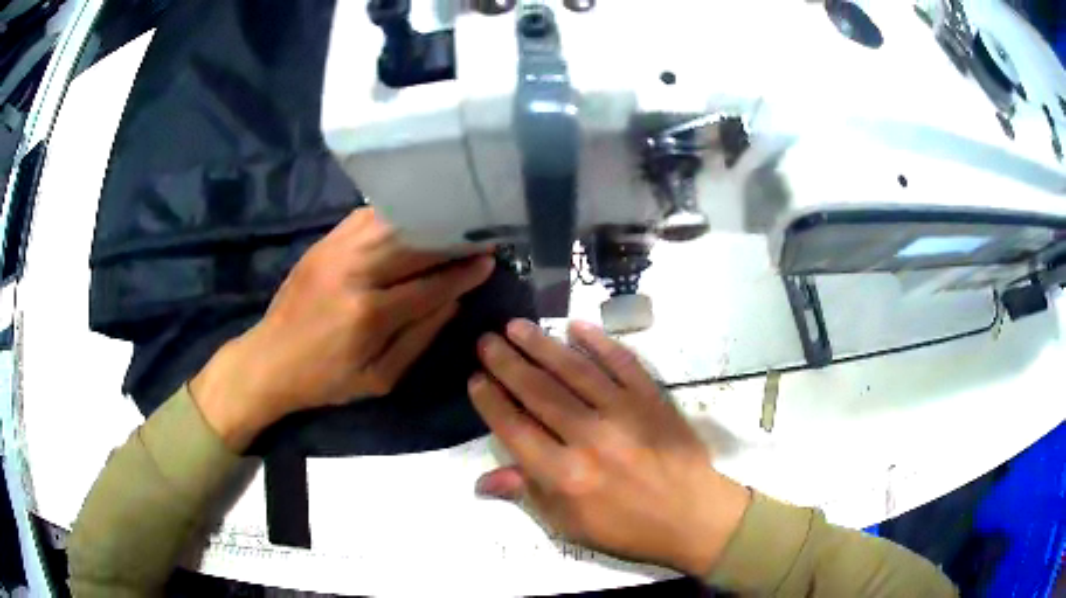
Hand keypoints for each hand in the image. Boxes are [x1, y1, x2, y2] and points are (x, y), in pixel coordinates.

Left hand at [191, 208, 494, 450]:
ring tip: (452, 221)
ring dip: (427, 220)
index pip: (430, 285)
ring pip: (393, 223)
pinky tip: (412, 217)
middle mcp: (354, 273)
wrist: (270, 360)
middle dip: (452, 237)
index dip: (463, 272)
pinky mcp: (323, 243)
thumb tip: (453, 301)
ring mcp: (335, 251)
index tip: (489, 260)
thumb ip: (419, 339)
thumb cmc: (326, 380)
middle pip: (414, 244)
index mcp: (369, 315)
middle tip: (479, 232)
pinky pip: (366, 217)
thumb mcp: (379, 379)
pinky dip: (395, 214)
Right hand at [469, 320, 749, 575]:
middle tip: (486, 340)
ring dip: (543, 345)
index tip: (475, 378)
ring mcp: (624, 413)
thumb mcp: (570, 526)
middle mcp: (590, 437)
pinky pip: (623, 363)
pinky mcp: (652, 399)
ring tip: (517, 326)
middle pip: (539, 392)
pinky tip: (577, 327)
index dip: (491, 402)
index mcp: (565, 475)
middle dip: (507, 363)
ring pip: (575, 371)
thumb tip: (481, 480)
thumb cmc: (626, 529)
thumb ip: (527, 495)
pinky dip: (599, 343)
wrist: (692, 517)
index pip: (515, 428)